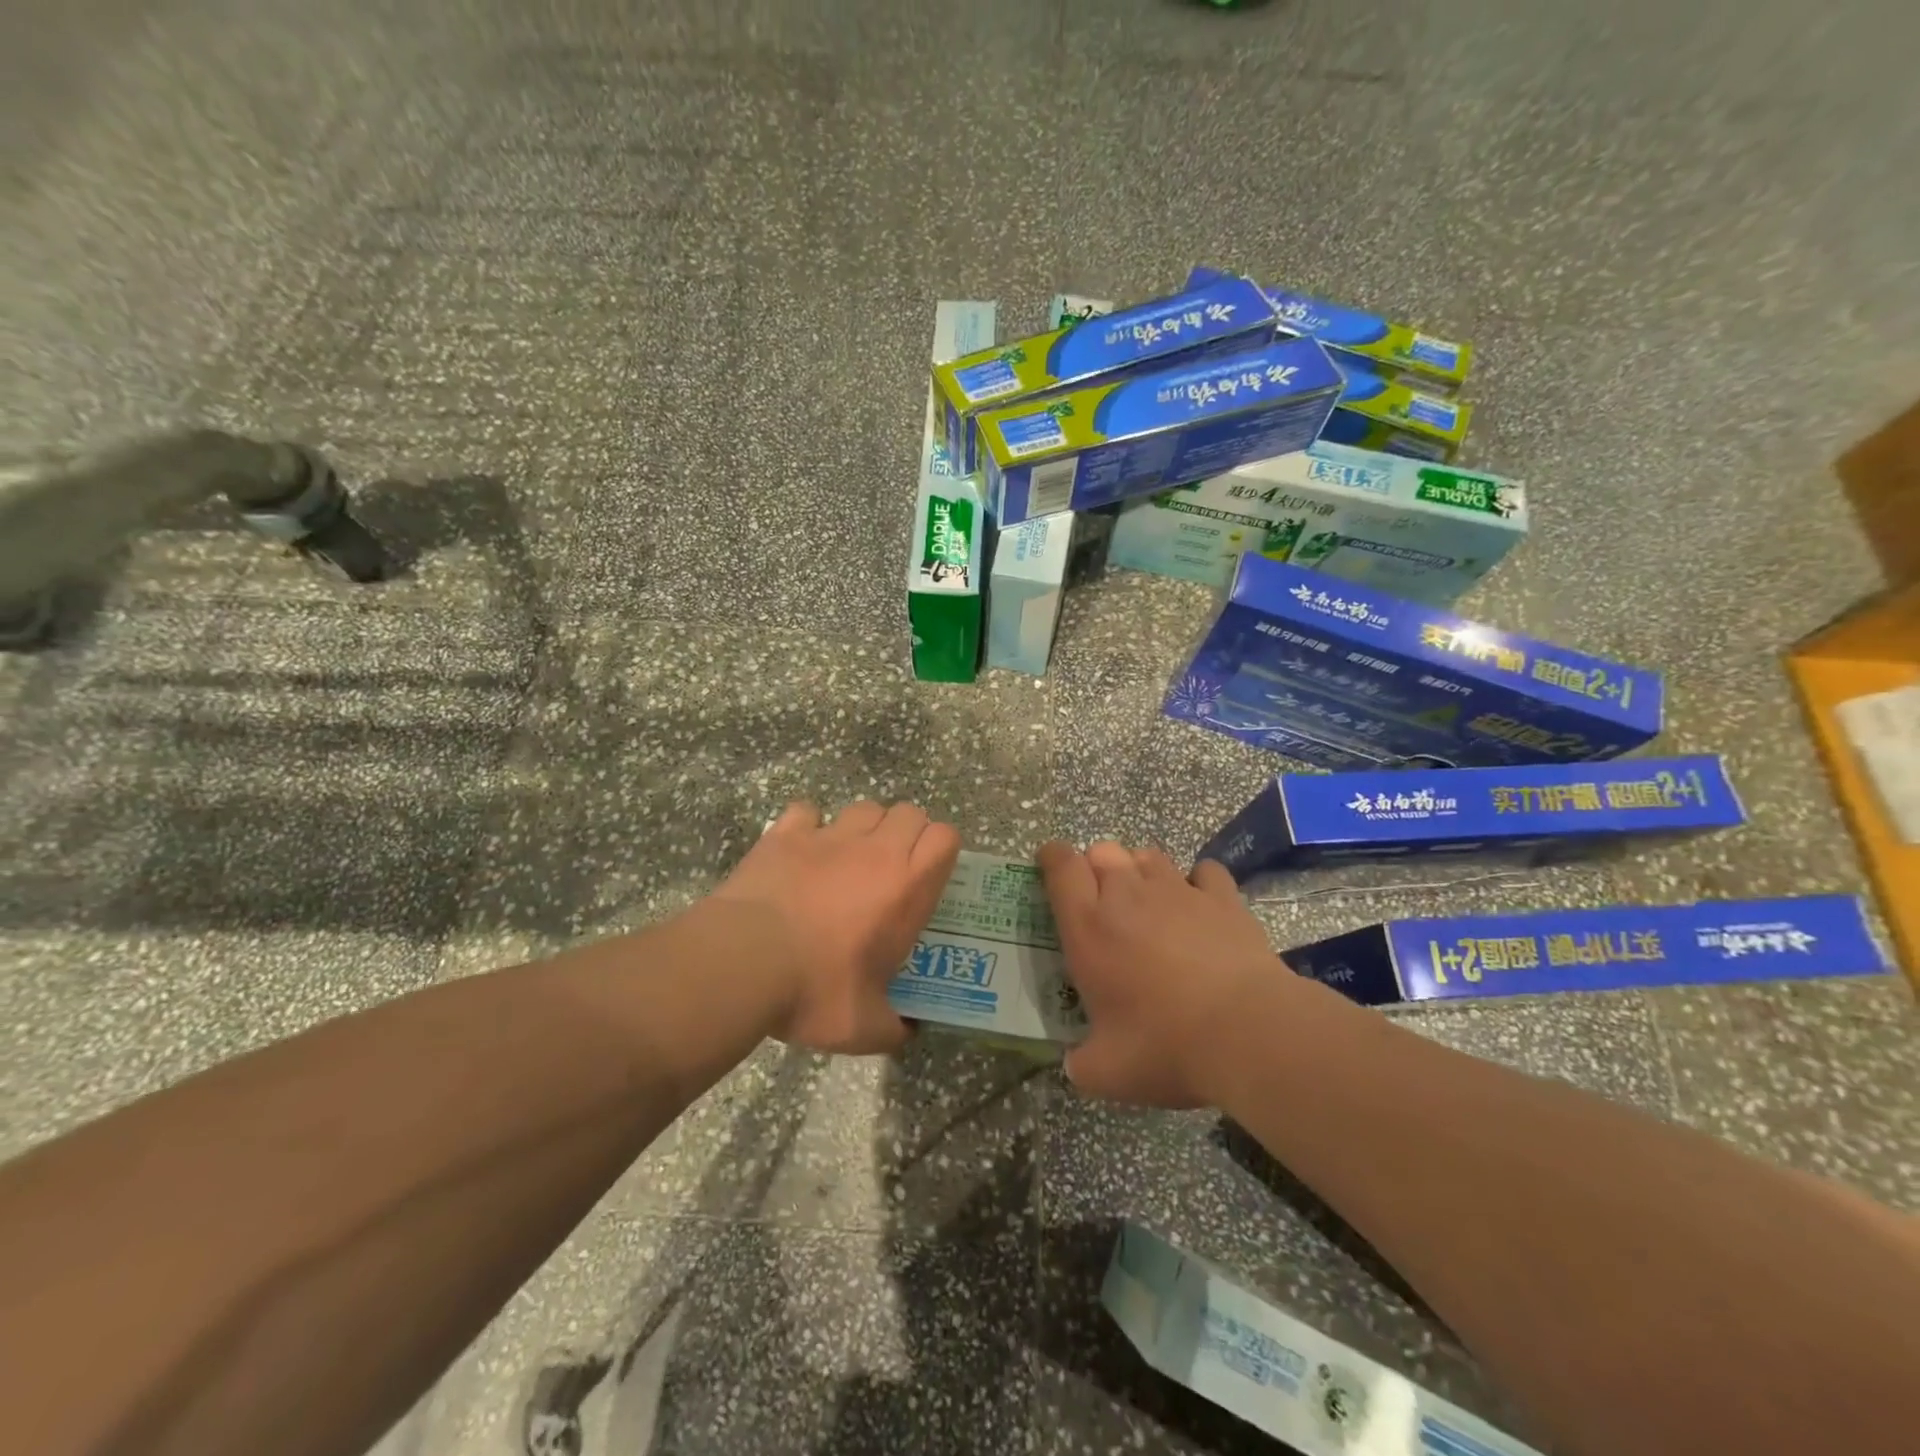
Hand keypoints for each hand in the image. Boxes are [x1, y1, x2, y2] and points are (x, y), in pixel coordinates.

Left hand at [711, 800, 960, 1053]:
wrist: (745, 963)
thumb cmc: (816, 991)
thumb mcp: (865, 1027)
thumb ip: (894, 1026)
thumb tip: (907, 1032)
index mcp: (907, 887)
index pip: (945, 836)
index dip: (942, 849)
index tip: (929, 874)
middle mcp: (875, 851)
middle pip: (909, 812)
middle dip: (907, 833)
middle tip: (892, 868)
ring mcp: (829, 836)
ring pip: (864, 807)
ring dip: (865, 827)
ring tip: (849, 858)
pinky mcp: (786, 833)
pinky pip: (807, 811)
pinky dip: (808, 825)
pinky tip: (801, 850)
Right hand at [1038, 840, 1286, 1107]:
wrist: (1247, 1032)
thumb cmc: (1165, 1046)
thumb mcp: (1107, 1072)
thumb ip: (1082, 1064)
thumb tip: (1076, 1065)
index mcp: (1089, 927)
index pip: (1061, 867)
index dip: (1052, 857)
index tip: (1050, 865)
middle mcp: (1127, 895)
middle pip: (1103, 851)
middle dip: (1096, 866)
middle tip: (1101, 899)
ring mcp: (1178, 890)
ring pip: (1148, 855)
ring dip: (1140, 870)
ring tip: (1147, 900)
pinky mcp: (1222, 897)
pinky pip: (1204, 871)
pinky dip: (1197, 881)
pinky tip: (1200, 904)